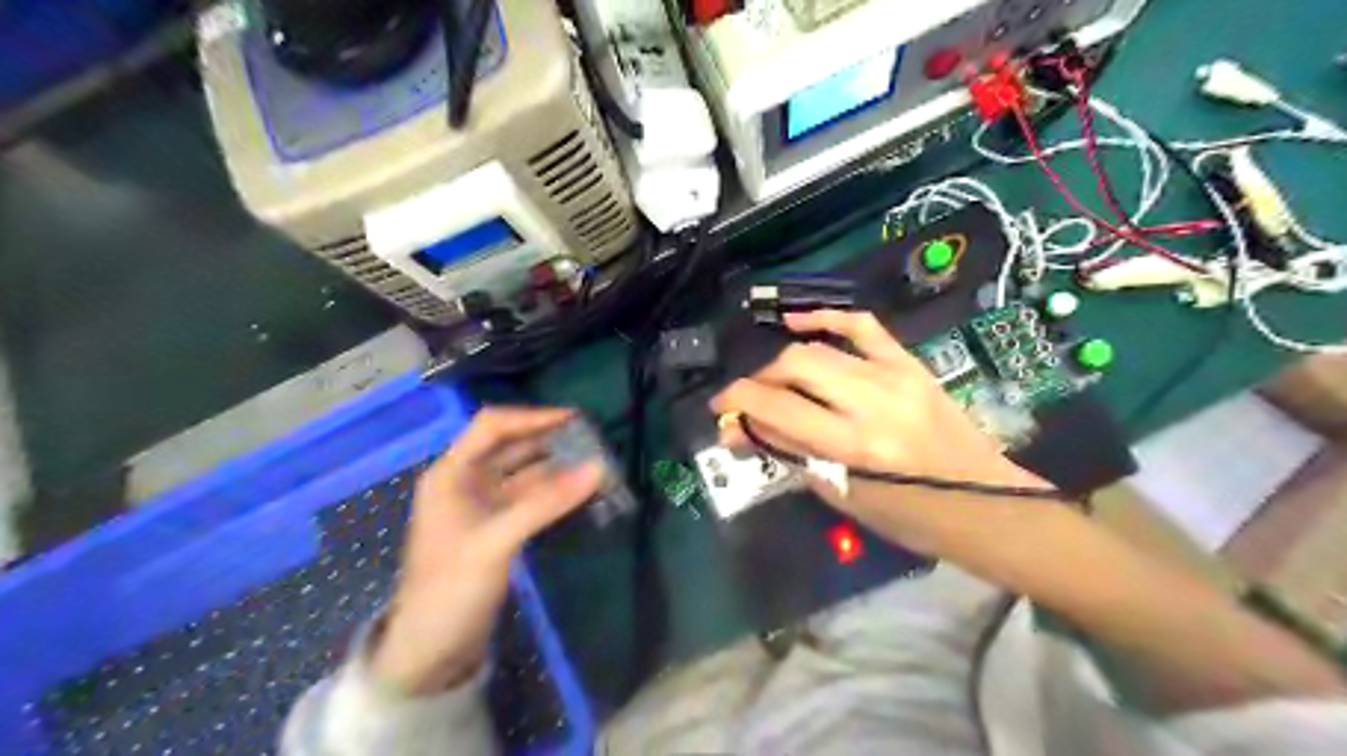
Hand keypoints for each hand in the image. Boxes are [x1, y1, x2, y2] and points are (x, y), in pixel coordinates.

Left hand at [367, 407, 597, 695]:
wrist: (430, 652)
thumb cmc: (451, 589)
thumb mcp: (497, 541)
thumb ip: (547, 502)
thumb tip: (599, 467)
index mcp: (452, 474)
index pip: (493, 426)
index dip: (532, 417)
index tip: (574, 419)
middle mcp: (466, 482)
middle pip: (511, 446)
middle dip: (550, 440)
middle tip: (593, 439)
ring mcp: (482, 506)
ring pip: (524, 472)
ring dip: (556, 466)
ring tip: (595, 463)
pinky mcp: (496, 527)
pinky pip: (529, 497)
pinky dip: (553, 492)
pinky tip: (579, 491)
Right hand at [708, 310, 1058, 554]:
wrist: (985, 502)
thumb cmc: (911, 516)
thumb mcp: (844, 496)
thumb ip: (791, 455)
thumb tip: (742, 430)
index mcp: (855, 447)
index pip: (778, 408)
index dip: (738, 402)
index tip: (719, 408)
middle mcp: (872, 402)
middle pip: (794, 366)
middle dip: (759, 379)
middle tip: (749, 400)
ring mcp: (894, 376)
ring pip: (818, 347)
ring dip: (783, 361)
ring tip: (773, 379)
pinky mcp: (910, 364)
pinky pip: (861, 326)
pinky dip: (824, 318)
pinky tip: (796, 320)